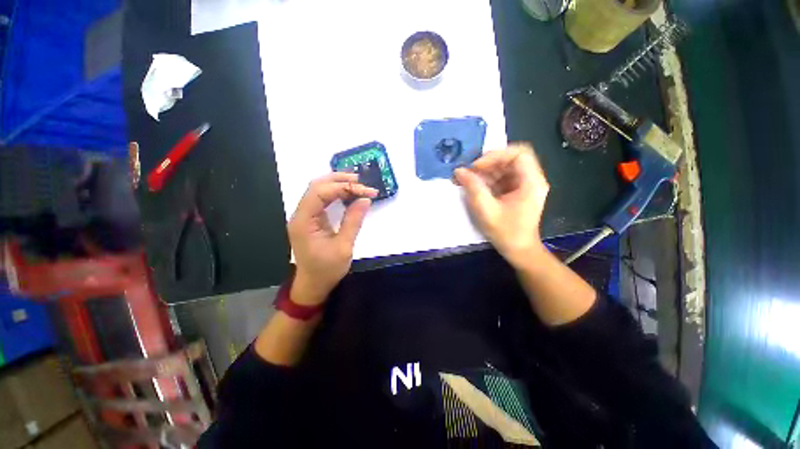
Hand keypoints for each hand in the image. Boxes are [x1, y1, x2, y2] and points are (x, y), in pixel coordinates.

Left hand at [288, 173, 377, 305]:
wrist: (313, 285)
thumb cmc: (327, 269)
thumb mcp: (344, 247)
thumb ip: (353, 221)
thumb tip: (365, 200)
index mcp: (304, 221)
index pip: (320, 192)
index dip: (343, 187)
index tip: (365, 190)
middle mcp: (301, 214)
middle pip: (317, 186)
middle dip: (339, 180)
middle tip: (361, 181)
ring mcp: (305, 216)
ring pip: (318, 190)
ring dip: (338, 184)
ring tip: (357, 183)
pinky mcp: (311, 219)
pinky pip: (322, 199)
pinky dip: (336, 193)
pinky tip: (348, 193)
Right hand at [454, 143, 549, 268]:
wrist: (518, 250)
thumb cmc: (506, 232)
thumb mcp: (486, 210)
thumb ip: (472, 187)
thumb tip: (459, 171)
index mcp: (531, 182)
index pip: (518, 153)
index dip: (496, 156)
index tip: (476, 167)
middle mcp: (531, 179)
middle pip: (510, 159)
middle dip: (487, 164)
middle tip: (468, 173)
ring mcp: (524, 185)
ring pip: (504, 168)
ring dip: (485, 172)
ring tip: (467, 180)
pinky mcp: (516, 191)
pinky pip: (501, 178)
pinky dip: (487, 180)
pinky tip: (474, 187)